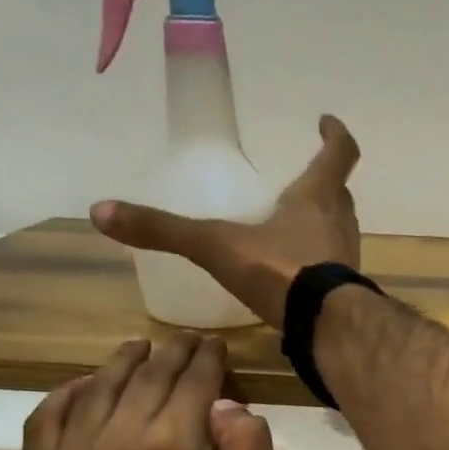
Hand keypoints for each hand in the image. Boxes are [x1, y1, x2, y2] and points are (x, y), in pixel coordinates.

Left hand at [23, 335, 286, 449]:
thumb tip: (227, 404)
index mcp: (173, 448)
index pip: (191, 382)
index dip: (207, 359)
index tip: (214, 344)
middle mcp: (116, 443)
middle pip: (145, 379)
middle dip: (171, 354)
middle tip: (186, 342)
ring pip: (96, 391)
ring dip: (122, 365)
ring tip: (140, 350)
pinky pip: (44, 424)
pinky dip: (64, 397)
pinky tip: (85, 387)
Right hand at [92, 114, 361, 326]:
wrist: (324, 327)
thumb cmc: (279, 270)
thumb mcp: (216, 246)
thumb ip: (165, 230)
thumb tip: (101, 211)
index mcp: (317, 197)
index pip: (339, 154)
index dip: (335, 135)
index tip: (327, 122)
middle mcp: (340, 223)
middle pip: (339, 194)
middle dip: (325, 183)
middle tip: (306, 179)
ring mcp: (347, 260)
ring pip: (339, 230)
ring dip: (324, 223)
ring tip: (297, 224)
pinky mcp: (344, 293)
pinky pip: (333, 267)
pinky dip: (318, 262)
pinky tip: (296, 274)